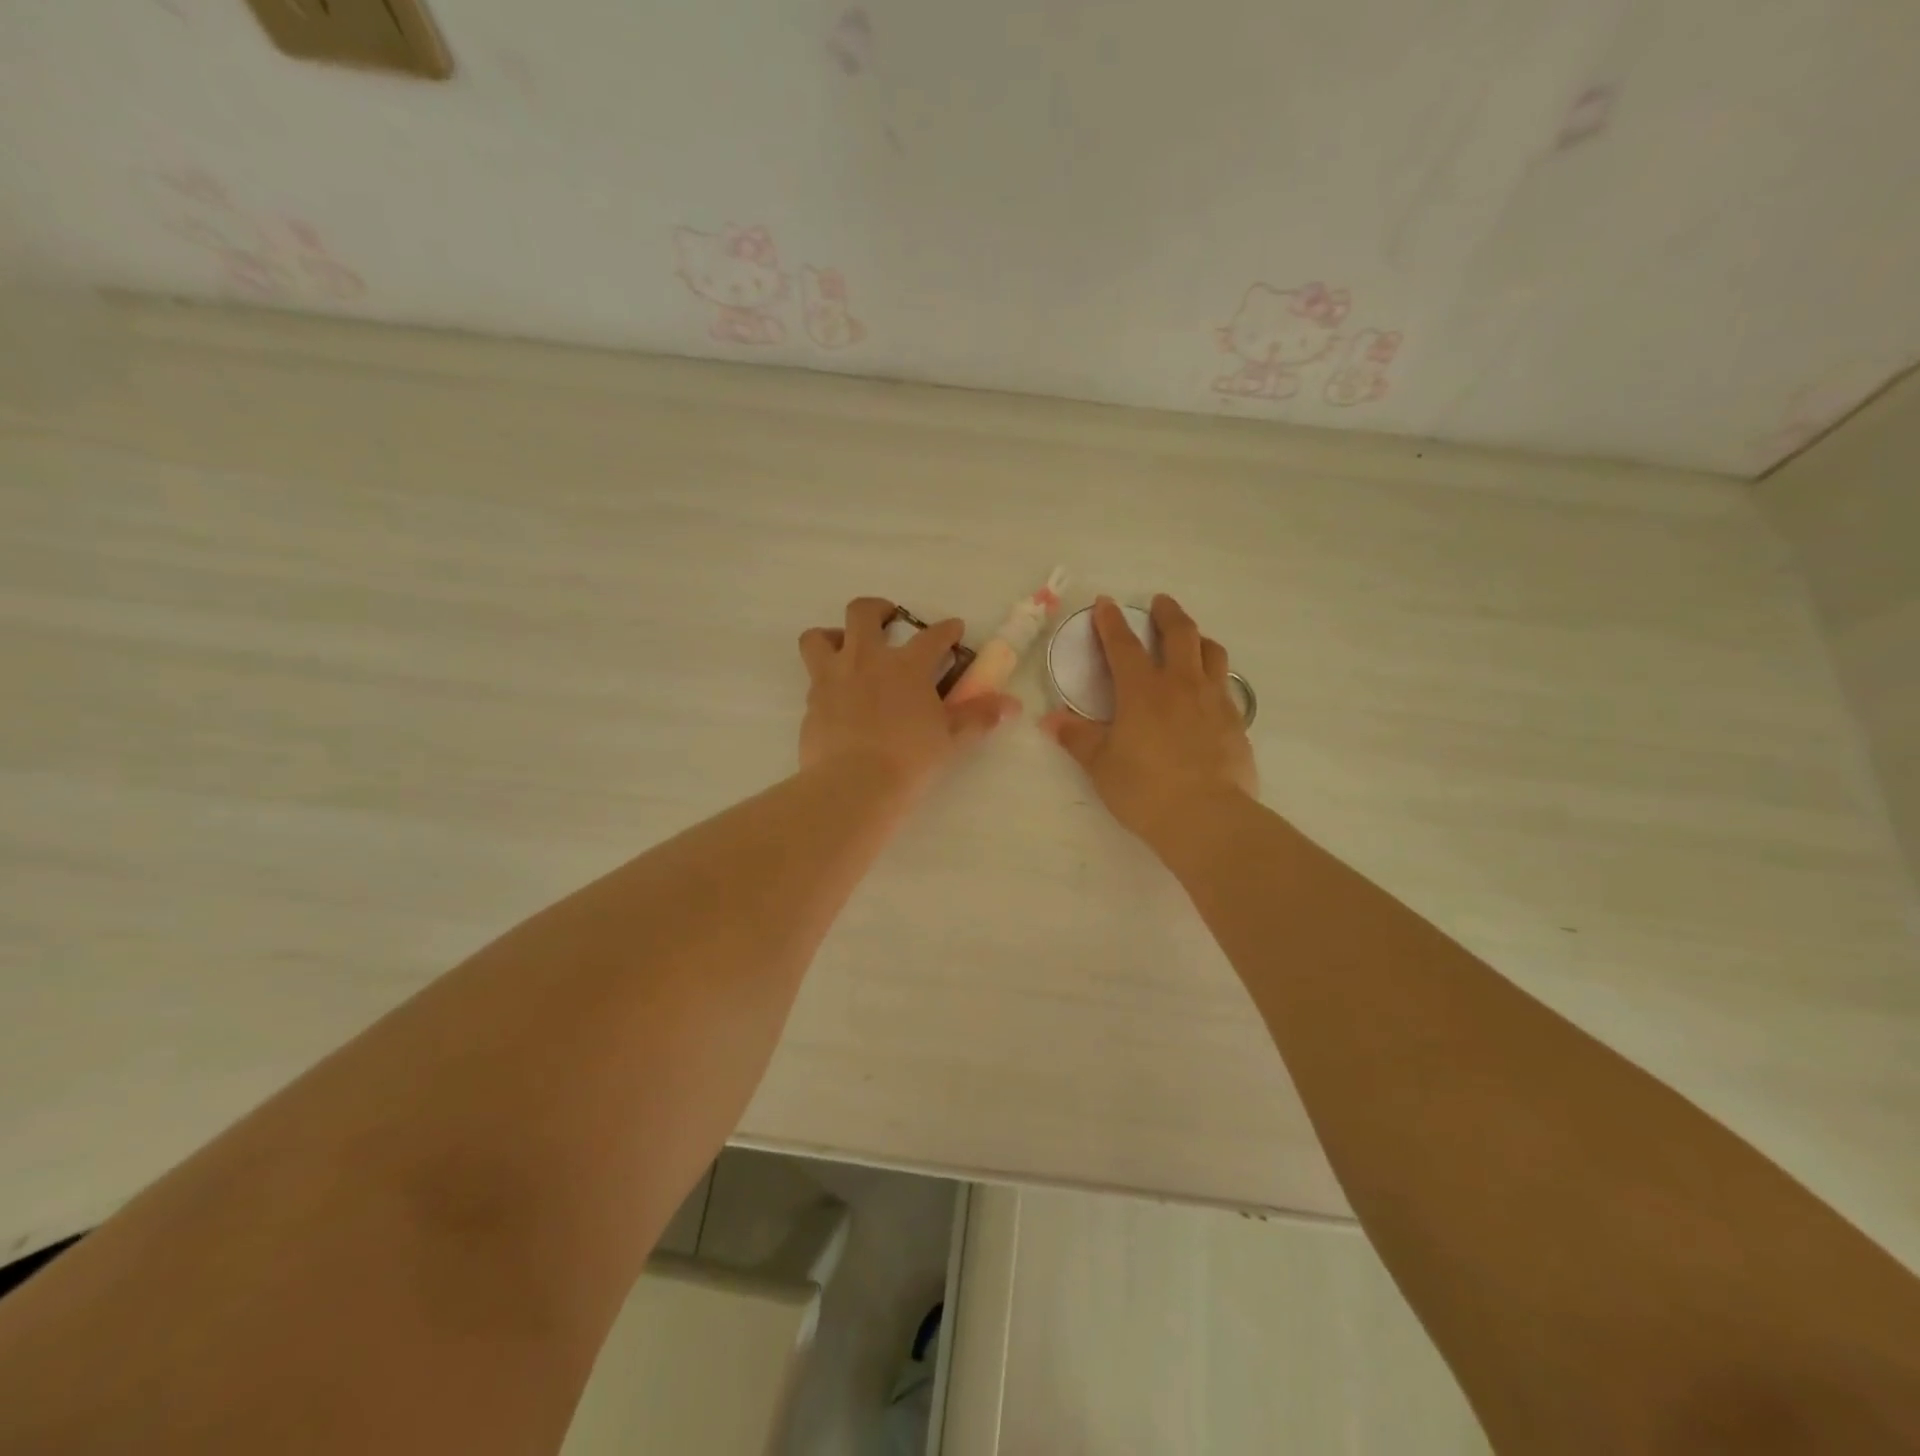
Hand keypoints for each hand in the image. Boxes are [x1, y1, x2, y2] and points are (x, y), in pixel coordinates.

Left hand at [798, 598, 1019, 795]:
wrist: (854, 784)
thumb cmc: (910, 759)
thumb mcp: (950, 739)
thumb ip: (978, 717)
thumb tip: (1011, 704)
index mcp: (907, 666)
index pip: (932, 636)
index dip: (946, 629)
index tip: (953, 629)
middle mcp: (867, 659)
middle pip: (863, 612)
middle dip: (878, 609)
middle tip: (888, 619)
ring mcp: (833, 677)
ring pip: (818, 637)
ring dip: (832, 635)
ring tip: (844, 648)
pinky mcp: (811, 701)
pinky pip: (812, 677)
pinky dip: (824, 678)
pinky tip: (836, 696)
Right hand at [1040, 595, 1257, 850]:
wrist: (1207, 817)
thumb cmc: (1144, 790)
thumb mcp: (1101, 765)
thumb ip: (1078, 738)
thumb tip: (1050, 720)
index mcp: (1142, 691)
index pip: (1123, 645)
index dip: (1111, 622)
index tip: (1105, 603)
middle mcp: (1181, 685)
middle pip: (1179, 634)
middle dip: (1167, 613)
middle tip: (1159, 603)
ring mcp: (1214, 701)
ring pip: (1212, 653)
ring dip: (1198, 639)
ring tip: (1190, 640)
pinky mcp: (1236, 722)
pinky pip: (1227, 686)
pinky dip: (1215, 677)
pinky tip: (1209, 691)